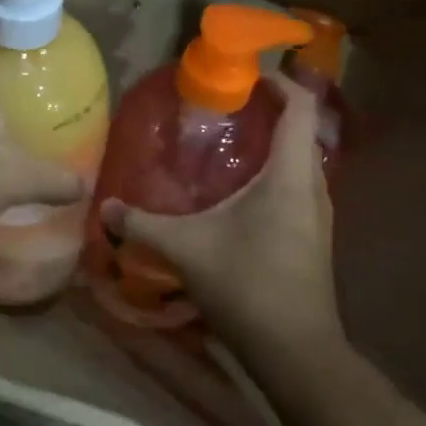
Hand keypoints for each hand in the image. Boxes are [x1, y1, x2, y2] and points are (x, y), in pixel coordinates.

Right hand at [103, 74, 341, 357]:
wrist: (296, 351)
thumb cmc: (247, 285)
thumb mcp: (187, 249)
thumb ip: (143, 224)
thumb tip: (105, 209)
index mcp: (290, 175)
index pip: (299, 107)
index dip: (279, 82)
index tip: (247, 74)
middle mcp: (313, 186)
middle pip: (301, 130)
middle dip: (271, 110)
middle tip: (229, 107)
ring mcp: (319, 214)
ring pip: (302, 161)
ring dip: (274, 144)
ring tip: (232, 142)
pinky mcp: (316, 237)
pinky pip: (299, 186)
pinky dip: (276, 172)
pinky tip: (242, 191)